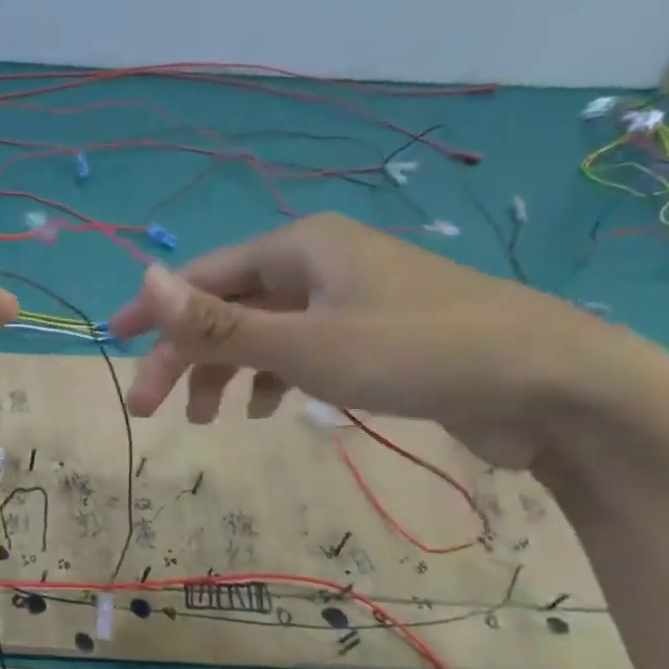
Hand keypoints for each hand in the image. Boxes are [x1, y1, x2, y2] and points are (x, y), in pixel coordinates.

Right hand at [107, 213, 668, 468]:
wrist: (553, 384)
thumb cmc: (418, 354)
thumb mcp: (305, 344)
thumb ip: (219, 320)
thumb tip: (144, 278)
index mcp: (299, 248)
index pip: (203, 277)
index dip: (155, 312)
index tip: (114, 345)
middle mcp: (318, 264)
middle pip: (228, 307)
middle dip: (187, 357)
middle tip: (151, 409)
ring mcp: (348, 299)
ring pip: (262, 332)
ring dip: (227, 372)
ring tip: (208, 420)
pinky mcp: (372, 335)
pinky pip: (299, 350)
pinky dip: (273, 378)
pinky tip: (269, 411)